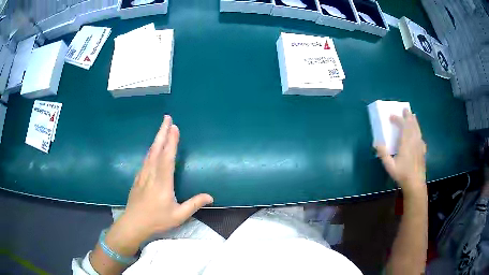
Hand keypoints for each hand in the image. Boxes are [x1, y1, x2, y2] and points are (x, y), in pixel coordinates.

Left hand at [105, 115, 212, 253]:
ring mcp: (143, 175)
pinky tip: (153, 148)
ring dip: (157, 138)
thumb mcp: (178, 216)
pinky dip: (151, 150)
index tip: (174, 127)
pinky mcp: (138, 178)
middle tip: (167, 118)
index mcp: (163, 182)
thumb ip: (194, 204)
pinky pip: (146, 160)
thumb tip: (211, 197)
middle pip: (157, 149)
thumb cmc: (156, 220)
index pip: (167, 158)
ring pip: (150, 153)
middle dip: (162, 132)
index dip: (171, 142)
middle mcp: (152, 174)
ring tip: (162, 128)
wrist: (133, 224)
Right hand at [375, 109, 426, 195]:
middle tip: (405, 109)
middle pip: (412, 125)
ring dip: (414, 121)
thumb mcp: (390, 166)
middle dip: (408, 116)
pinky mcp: (422, 150)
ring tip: (412, 116)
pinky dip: (418, 131)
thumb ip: (383, 154)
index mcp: (406, 143)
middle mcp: (414, 141)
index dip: (397, 119)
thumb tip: (377, 143)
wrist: (415, 183)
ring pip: (417, 129)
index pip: (403, 126)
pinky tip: (418, 134)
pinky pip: (420, 137)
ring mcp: (419, 145)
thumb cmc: (402, 175)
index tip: (391, 116)